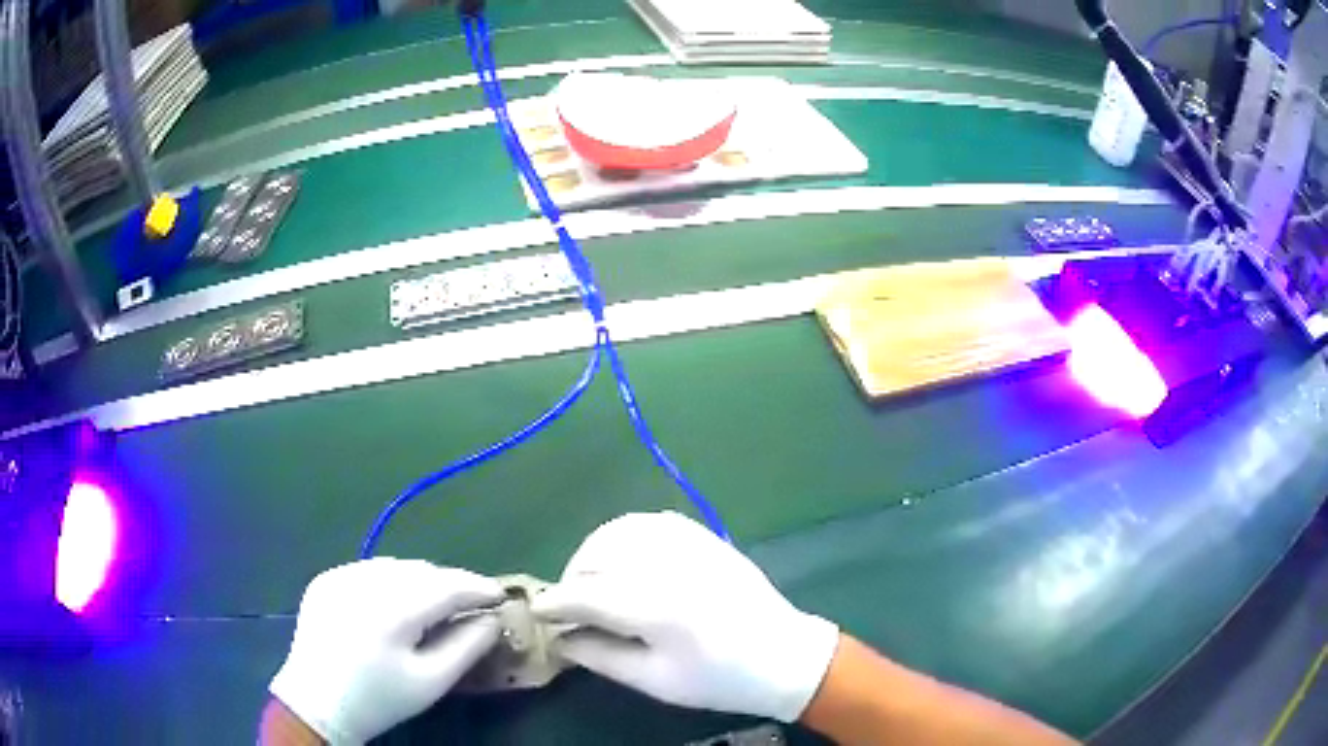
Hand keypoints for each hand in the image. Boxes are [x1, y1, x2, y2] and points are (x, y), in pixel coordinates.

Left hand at [270, 558, 503, 743]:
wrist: (317, 702)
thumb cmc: (380, 699)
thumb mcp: (432, 682)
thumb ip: (467, 646)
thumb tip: (493, 619)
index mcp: (392, 611)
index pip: (446, 586)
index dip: (477, 587)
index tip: (500, 593)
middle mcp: (364, 582)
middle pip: (421, 571)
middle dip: (450, 584)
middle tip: (471, 602)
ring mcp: (340, 576)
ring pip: (395, 566)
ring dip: (421, 579)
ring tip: (436, 602)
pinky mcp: (325, 579)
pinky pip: (369, 571)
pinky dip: (391, 580)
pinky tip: (396, 602)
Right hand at [532, 512, 838, 721]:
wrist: (783, 655)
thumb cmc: (719, 679)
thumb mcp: (656, 681)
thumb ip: (601, 656)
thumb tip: (559, 639)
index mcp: (659, 609)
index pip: (587, 595)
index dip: (554, 602)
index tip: (536, 611)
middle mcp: (670, 565)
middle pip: (596, 557)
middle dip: (571, 579)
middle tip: (569, 607)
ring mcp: (690, 544)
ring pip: (617, 532)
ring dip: (592, 554)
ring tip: (592, 582)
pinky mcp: (703, 535)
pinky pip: (647, 522)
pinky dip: (622, 536)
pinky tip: (622, 558)